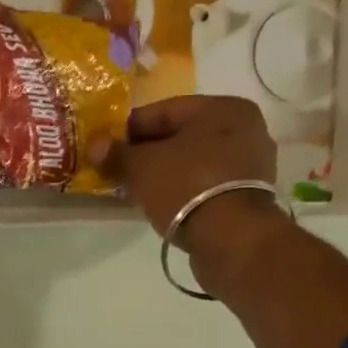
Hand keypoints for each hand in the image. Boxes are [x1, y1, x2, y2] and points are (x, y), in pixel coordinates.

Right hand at [89, 95, 291, 287]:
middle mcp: (246, 129)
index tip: (107, 147)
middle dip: (149, 153)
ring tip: (138, 190)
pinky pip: (207, 185)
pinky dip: (185, 190)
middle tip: (120, 170)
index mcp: (224, 107)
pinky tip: (164, 204)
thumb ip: (116, 154)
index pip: (164, 110)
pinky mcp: (250, 197)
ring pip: (195, 163)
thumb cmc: (187, 187)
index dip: (130, 129)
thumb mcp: (142, 167)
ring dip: (167, 174)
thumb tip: (95, 145)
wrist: (232, 240)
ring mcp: (252, 165)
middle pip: (182, 137)